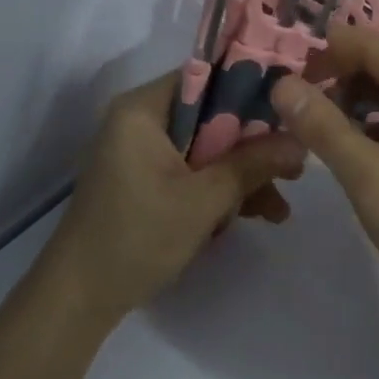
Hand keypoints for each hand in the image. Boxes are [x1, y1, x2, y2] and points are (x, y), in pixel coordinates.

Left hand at [44, 72, 305, 325]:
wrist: (77, 302)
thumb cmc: (137, 238)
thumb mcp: (203, 201)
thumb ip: (253, 165)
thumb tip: (301, 142)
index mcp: (143, 109)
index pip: (208, 76)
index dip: (253, 89)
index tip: (291, 111)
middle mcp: (141, 120)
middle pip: (212, 115)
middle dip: (253, 146)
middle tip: (294, 168)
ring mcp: (142, 152)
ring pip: (207, 147)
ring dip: (242, 174)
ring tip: (279, 209)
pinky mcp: (146, 179)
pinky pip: (192, 170)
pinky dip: (219, 189)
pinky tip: (254, 215)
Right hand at [269, 24, 378, 313]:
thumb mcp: (367, 174)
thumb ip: (322, 125)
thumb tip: (281, 83)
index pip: (368, 44)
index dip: (324, 54)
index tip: (283, 77)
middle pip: (378, 63)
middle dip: (334, 77)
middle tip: (292, 106)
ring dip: (348, 101)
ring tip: (310, 125)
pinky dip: (367, 123)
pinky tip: (343, 147)